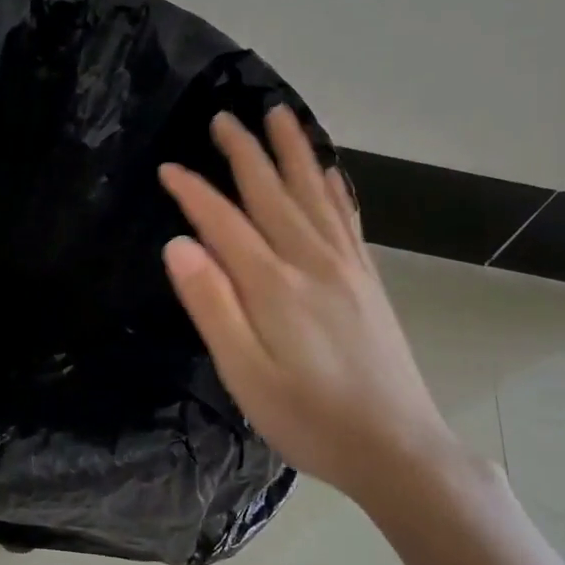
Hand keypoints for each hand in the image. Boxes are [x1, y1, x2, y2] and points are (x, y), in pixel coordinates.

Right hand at [159, 106, 461, 499]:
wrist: (397, 448)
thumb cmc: (308, 418)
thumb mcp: (244, 374)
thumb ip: (211, 305)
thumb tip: (178, 244)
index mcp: (273, 285)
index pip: (224, 222)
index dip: (193, 192)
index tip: (168, 167)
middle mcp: (311, 262)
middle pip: (272, 193)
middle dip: (245, 153)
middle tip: (224, 116)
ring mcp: (346, 268)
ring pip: (314, 195)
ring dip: (294, 153)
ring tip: (280, 116)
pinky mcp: (367, 281)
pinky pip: (347, 219)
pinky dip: (334, 189)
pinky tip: (329, 173)